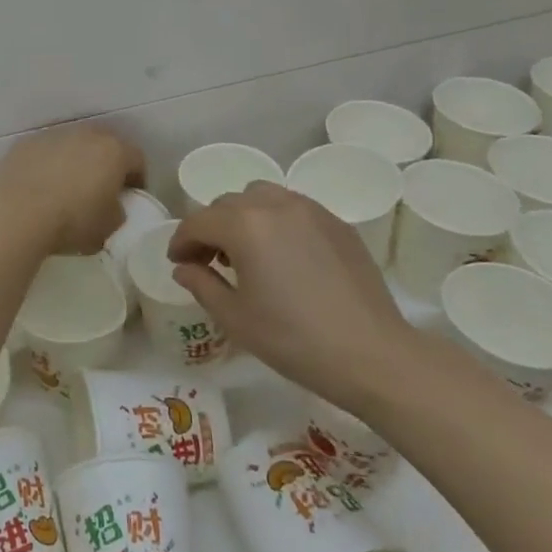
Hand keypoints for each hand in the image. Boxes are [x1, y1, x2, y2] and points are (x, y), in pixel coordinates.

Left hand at [0, 124, 145, 254]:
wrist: (16, 213)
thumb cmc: (71, 221)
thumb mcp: (108, 228)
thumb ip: (117, 212)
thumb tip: (111, 206)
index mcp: (114, 151)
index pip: (137, 159)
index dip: (137, 179)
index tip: (130, 196)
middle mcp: (86, 134)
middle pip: (104, 145)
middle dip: (106, 164)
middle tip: (101, 188)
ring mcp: (53, 135)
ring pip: (73, 145)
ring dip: (76, 161)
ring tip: (67, 187)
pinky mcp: (26, 143)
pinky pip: (45, 151)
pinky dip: (48, 164)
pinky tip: (40, 186)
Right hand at [167, 182, 427, 409]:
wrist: (373, 355)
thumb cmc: (294, 340)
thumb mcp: (235, 318)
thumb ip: (201, 284)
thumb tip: (184, 268)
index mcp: (244, 225)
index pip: (198, 221)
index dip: (181, 241)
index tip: (178, 263)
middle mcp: (274, 204)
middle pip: (227, 203)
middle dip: (210, 227)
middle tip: (208, 260)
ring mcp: (310, 210)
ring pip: (261, 196)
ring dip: (243, 216)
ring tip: (246, 251)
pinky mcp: (336, 223)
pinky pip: (292, 207)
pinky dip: (275, 220)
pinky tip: (282, 255)